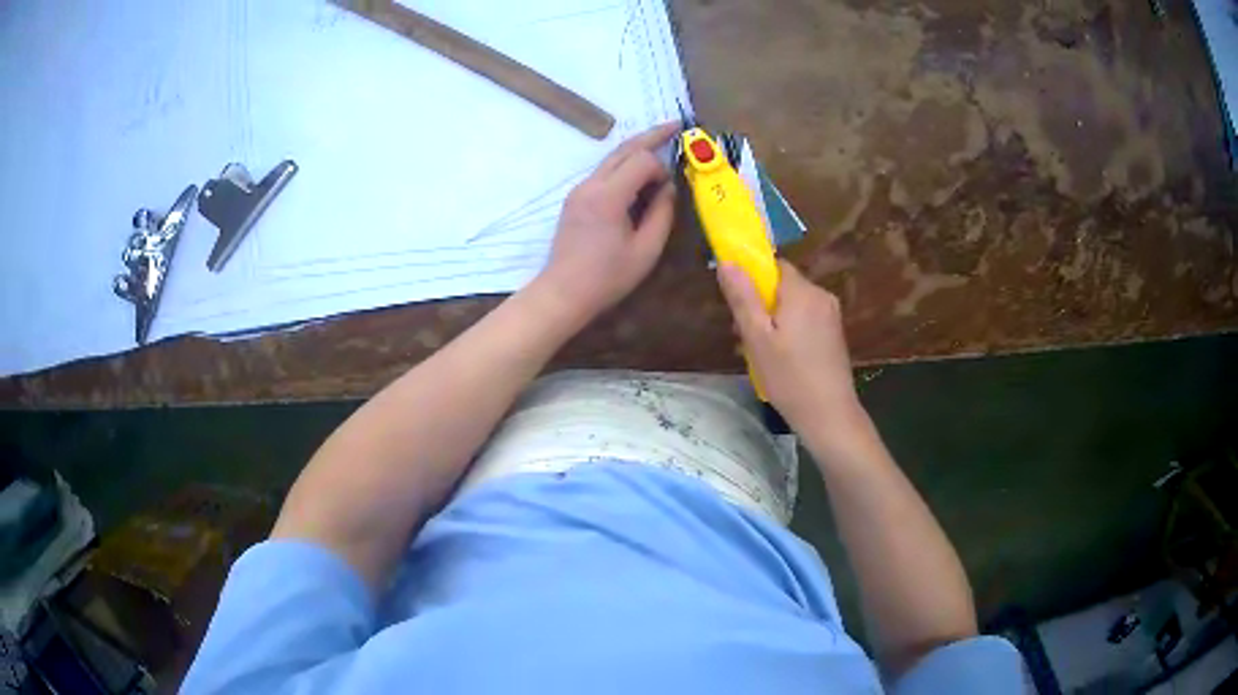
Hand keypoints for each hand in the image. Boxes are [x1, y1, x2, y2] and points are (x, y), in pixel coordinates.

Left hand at [534, 123, 678, 323]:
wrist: (563, 292)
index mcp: (608, 196)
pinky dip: (624, 166)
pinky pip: (604, 172)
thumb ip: (662, 214)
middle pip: (624, 148)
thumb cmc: (607, 277)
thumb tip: (669, 188)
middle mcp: (590, 184)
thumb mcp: (646, 250)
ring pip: (612, 157)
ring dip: (637, 150)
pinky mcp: (575, 198)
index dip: (661, 169)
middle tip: (677, 125)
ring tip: (661, 143)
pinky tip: (638, 175)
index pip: (641, 160)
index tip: (670, 190)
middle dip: (651, 135)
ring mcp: (579, 189)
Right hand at [718, 259, 863, 437]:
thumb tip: (727, 261)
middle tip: (743, 335)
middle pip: (784, 286)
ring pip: (794, 305)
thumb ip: (742, 297)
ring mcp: (831, 316)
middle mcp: (821, 296)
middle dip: (761, 304)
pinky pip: (806, 320)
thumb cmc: (789, 377)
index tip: (738, 304)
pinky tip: (781, 359)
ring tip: (759, 352)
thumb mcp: (757, 338)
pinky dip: (790, 330)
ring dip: (774, 320)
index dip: (752, 278)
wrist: (829, 415)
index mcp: (803, 292)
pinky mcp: (835, 334)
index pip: (774, 265)